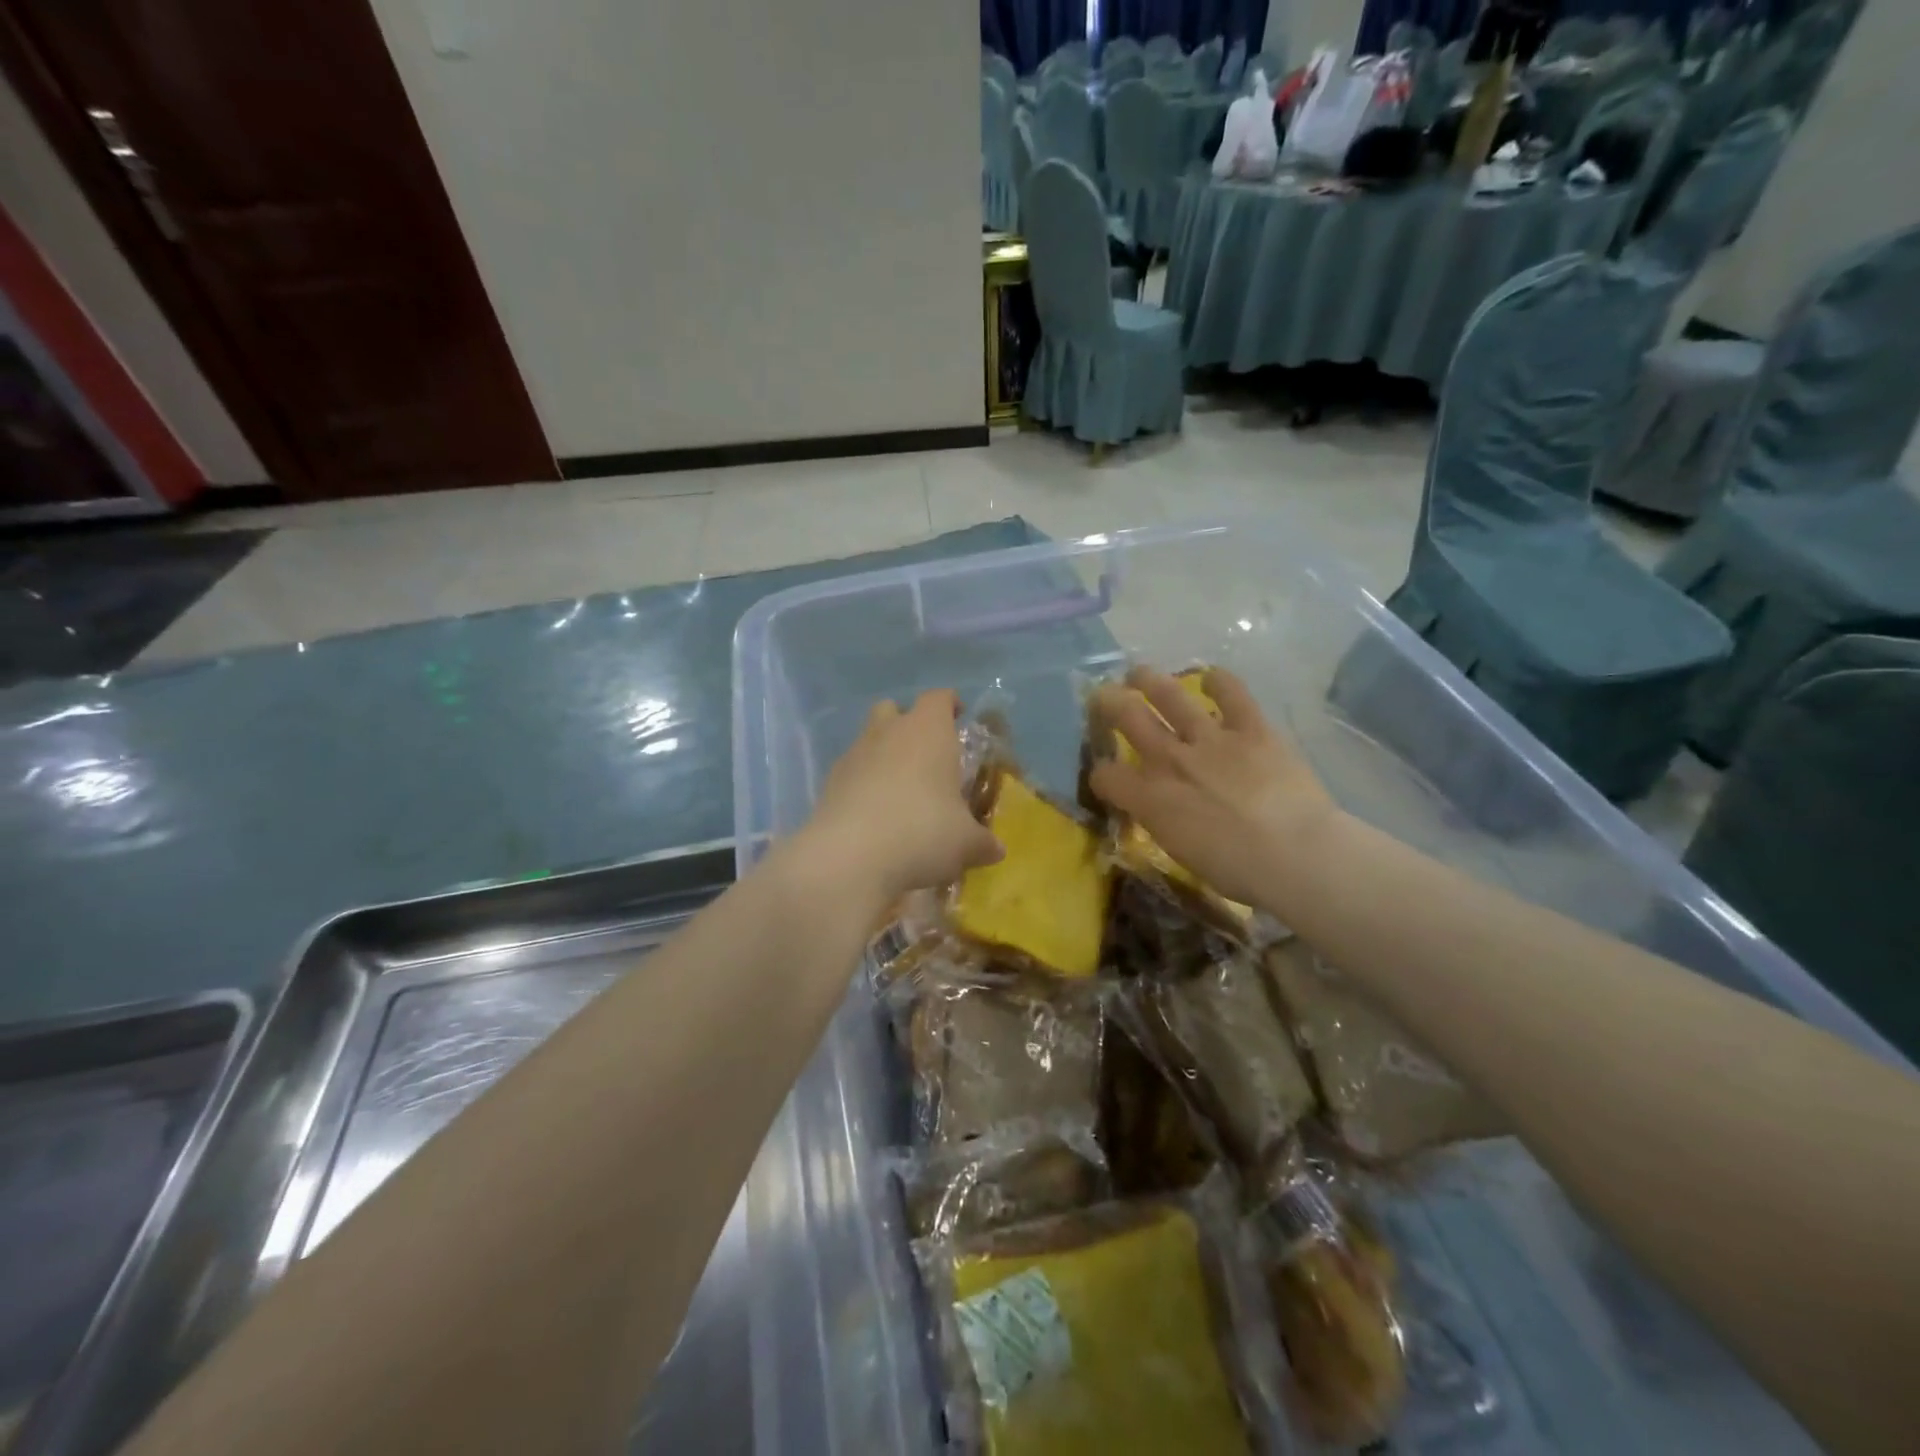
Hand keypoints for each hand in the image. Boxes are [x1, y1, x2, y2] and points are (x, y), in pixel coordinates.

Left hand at [801, 690, 1004, 906]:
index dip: (950, 704)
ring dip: (883, 756)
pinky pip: (850, 772)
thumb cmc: (923, 833)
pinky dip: (862, 785)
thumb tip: (996, 849)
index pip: (939, 698)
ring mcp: (853, 755)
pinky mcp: (829, 784)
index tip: (959, 717)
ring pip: (868, 739)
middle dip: (908, 725)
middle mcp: (889, 732)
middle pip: (894, 710)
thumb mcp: (965, 843)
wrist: (850, 858)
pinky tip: (874, 816)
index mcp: (928, 731)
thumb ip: (983, 842)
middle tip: (927, 755)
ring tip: (900, 792)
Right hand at [1087, 666, 1340, 912]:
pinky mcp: (1251, 728)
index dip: (1101, 775)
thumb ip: (1163, 823)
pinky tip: (1212, 677)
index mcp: (1150, 799)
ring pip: (1169, 695)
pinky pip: (1232, 693)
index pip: (1106, 776)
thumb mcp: (1181, 853)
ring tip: (1139, 673)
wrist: (1295, 854)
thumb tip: (1159, 811)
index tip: (1107, 778)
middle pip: (1127, 717)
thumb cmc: (1238, 871)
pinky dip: (1220, 681)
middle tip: (1103, 695)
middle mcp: (1171, 759)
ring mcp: (1210, 739)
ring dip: (1149, 680)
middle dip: (1108, 702)